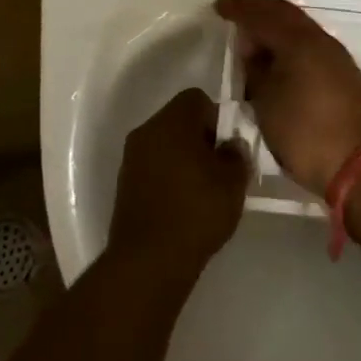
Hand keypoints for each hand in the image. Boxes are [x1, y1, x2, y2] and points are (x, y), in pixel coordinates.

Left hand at [110, 88, 249, 275]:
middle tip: (220, 169)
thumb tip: (231, 145)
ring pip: (165, 145)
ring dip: (183, 159)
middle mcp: (146, 131)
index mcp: (171, 121)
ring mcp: (130, 158)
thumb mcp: (233, 182)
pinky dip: (168, 178)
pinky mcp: (124, 185)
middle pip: (179, 120)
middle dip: (201, 139)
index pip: (197, 99)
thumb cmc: (196, 212)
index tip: (229, 146)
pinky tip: (182, 206)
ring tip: (203, 191)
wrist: (148, 262)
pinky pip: (152, 167)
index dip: (218, 118)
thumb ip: (237, 154)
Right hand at [214, 0, 360, 194]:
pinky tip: (279, 61)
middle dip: (259, 12)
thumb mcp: (266, 102)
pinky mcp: (345, 76)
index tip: (219, 7)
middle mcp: (321, 40)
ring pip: (301, 30)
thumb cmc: (305, 133)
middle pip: (285, 14)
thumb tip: (253, 50)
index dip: (239, 8)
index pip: (263, 14)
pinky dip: (290, 45)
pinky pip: (311, 46)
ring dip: (276, 29)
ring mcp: (337, 58)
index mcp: (300, 41)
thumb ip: (256, 70)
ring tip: (254, 42)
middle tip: (235, 15)